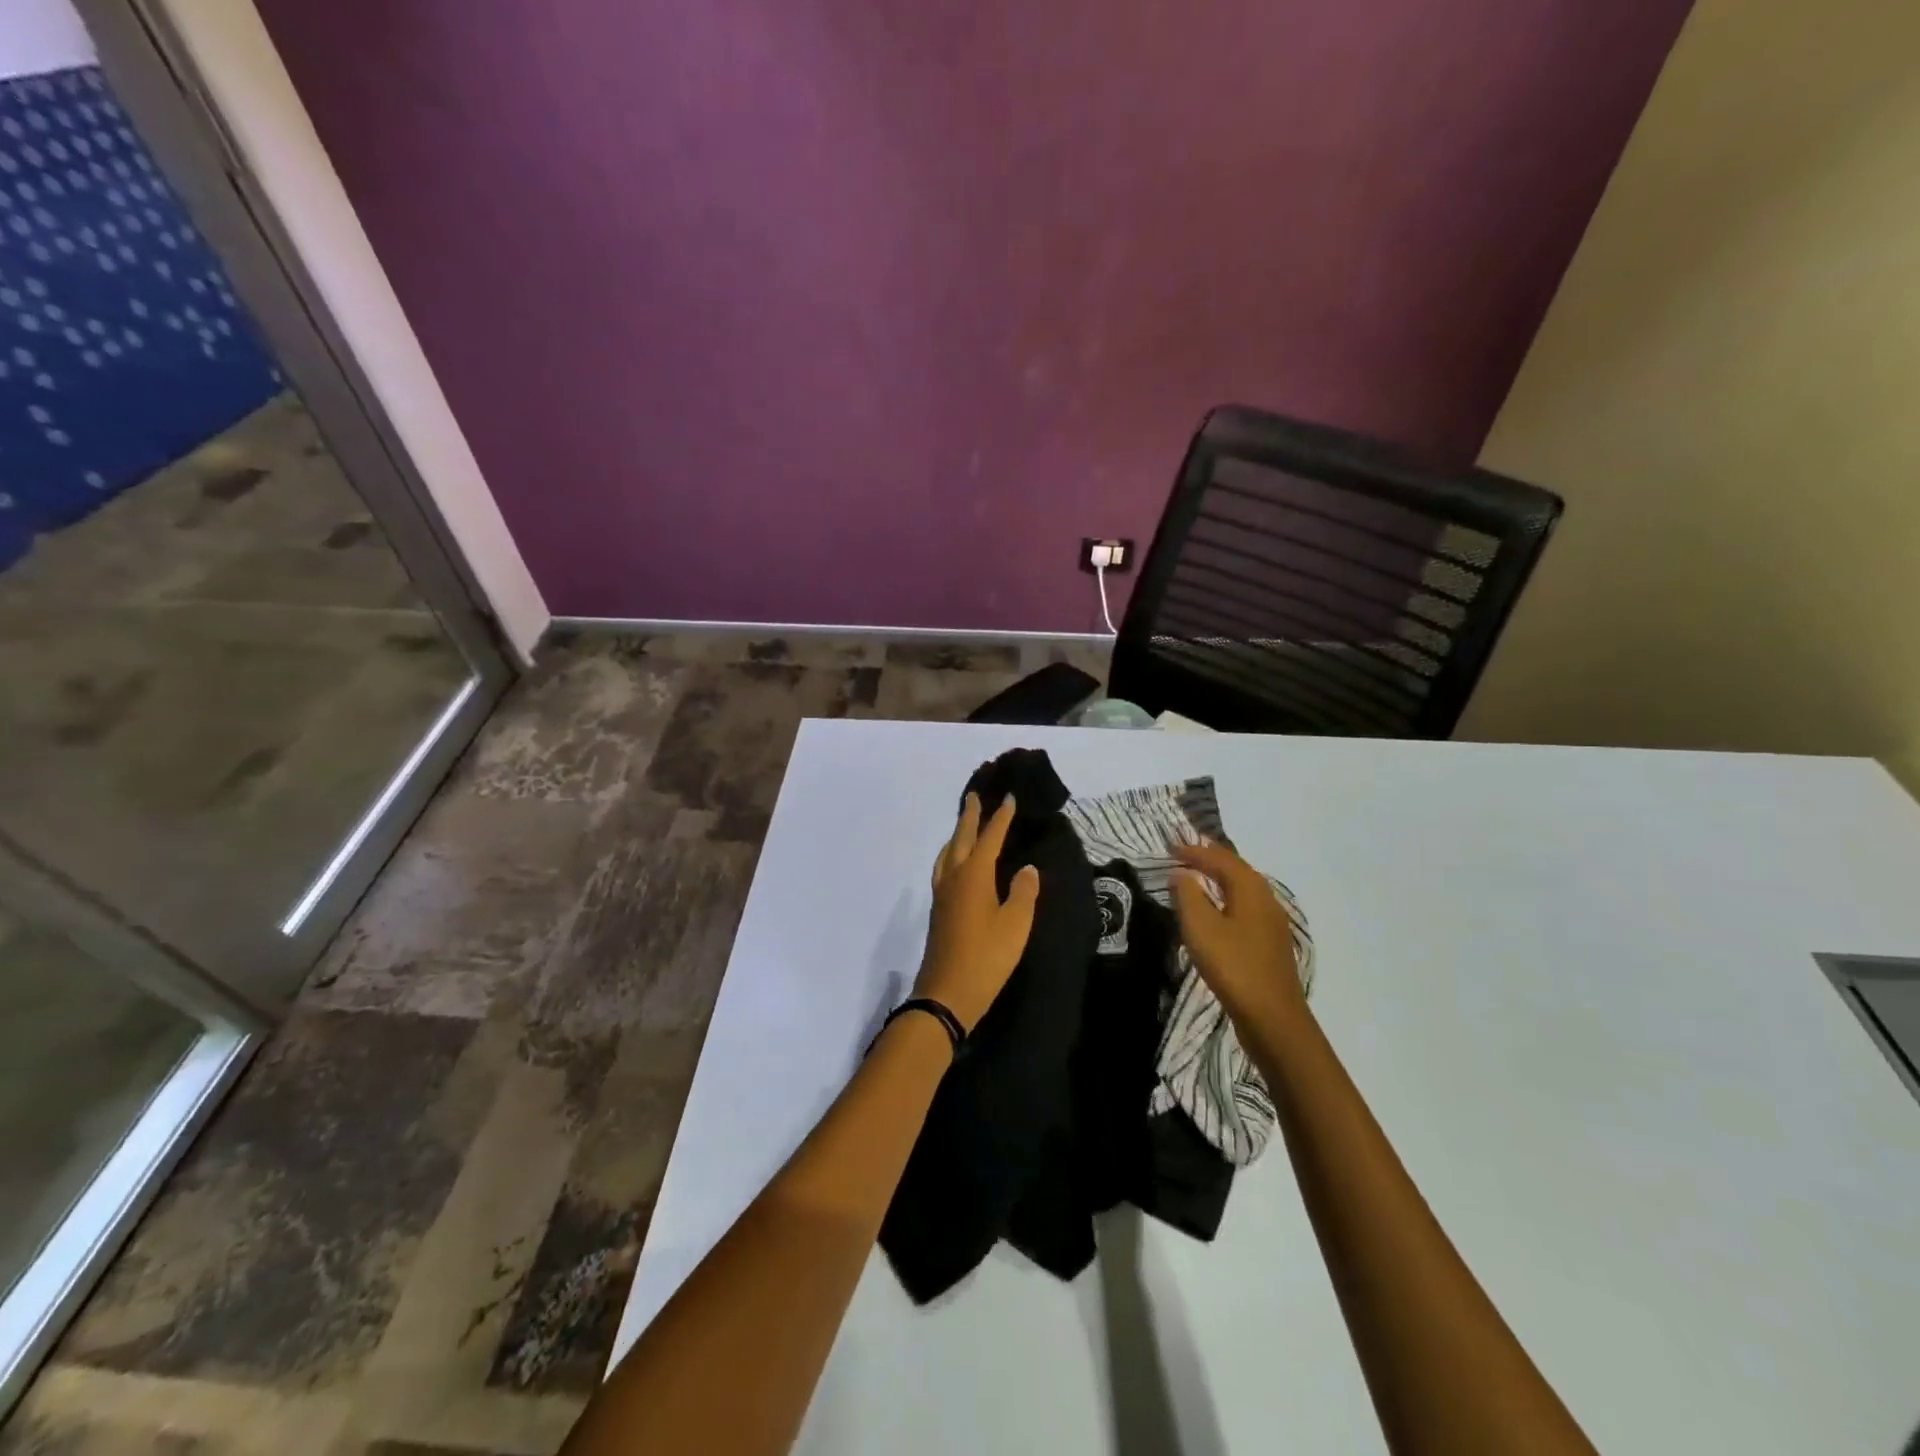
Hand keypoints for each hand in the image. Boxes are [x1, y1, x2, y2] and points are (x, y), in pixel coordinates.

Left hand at [912, 793, 1039, 1034]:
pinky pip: (943, 868)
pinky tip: (954, 865)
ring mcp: (942, 894)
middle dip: (969, 816)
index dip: (1000, 817)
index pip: (990, 837)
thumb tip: (1026, 869)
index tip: (1008, 797)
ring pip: (947, 853)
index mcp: (974, 874)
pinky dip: (950, 855)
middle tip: (974, 796)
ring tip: (964, 826)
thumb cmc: (987, 957)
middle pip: (961, 838)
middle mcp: (954, 877)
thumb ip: (1023, 892)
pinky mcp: (938, 910)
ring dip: (956, 834)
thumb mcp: (1015, 925)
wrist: (947, 993)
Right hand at [1170, 839, 1306, 1029]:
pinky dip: (1226, 900)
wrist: (1274, 1020)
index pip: (1221, 859)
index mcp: (1251, 890)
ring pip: (1243, 890)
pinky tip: (1215, 912)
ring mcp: (1272, 924)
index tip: (1169, 847)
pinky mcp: (1269, 945)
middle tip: (1183, 855)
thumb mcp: (1200, 927)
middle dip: (1210, 859)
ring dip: (1219, 879)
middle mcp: (1266, 900)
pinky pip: (1244, 909)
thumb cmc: (1234, 966)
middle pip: (1237, 870)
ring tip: (1196, 877)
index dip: (1195, 850)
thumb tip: (1181, 874)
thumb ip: (1188, 895)